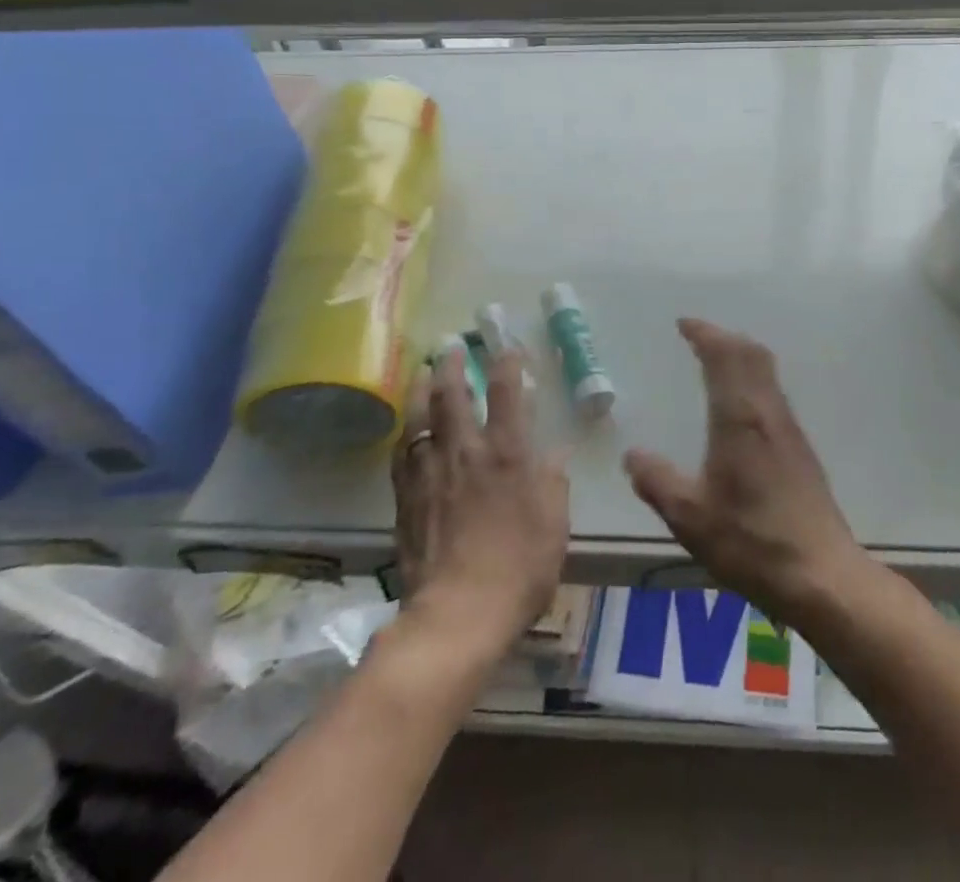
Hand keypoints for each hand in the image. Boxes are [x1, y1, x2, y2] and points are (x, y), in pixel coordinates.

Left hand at [392, 348, 568, 658]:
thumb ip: (554, 483)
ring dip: (422, 388)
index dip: (508, 362)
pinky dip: (406, 433)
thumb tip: (556, 453)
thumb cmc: (519, 569)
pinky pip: (403, 454)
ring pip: (421, 417)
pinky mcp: (407, 499)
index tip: (508, 346)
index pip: (507, 392)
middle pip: (453, 394)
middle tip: (450, 344)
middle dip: (452, 363)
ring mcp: (431, 473)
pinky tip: (407, 428)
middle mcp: (466, 452)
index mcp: (507, 453)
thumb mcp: (554, 525)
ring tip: (422, 370)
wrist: (457, 615)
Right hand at [624, 319, 867, 627]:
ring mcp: (789, 429)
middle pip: (752, 354)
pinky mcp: (800, 448)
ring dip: (741, 355)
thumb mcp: (691, 518)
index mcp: (740, 419)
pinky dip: (753, 378)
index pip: (724, 357)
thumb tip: (632, 454)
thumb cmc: (752, 542)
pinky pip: (773, 392)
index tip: (684, 324)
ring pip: (767, 371)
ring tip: (716, 361)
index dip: (705, 334)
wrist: (821, 574)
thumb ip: (658, 482)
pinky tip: (740, 406)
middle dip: (724, 337)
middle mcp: (768, 413)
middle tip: (698, 337)